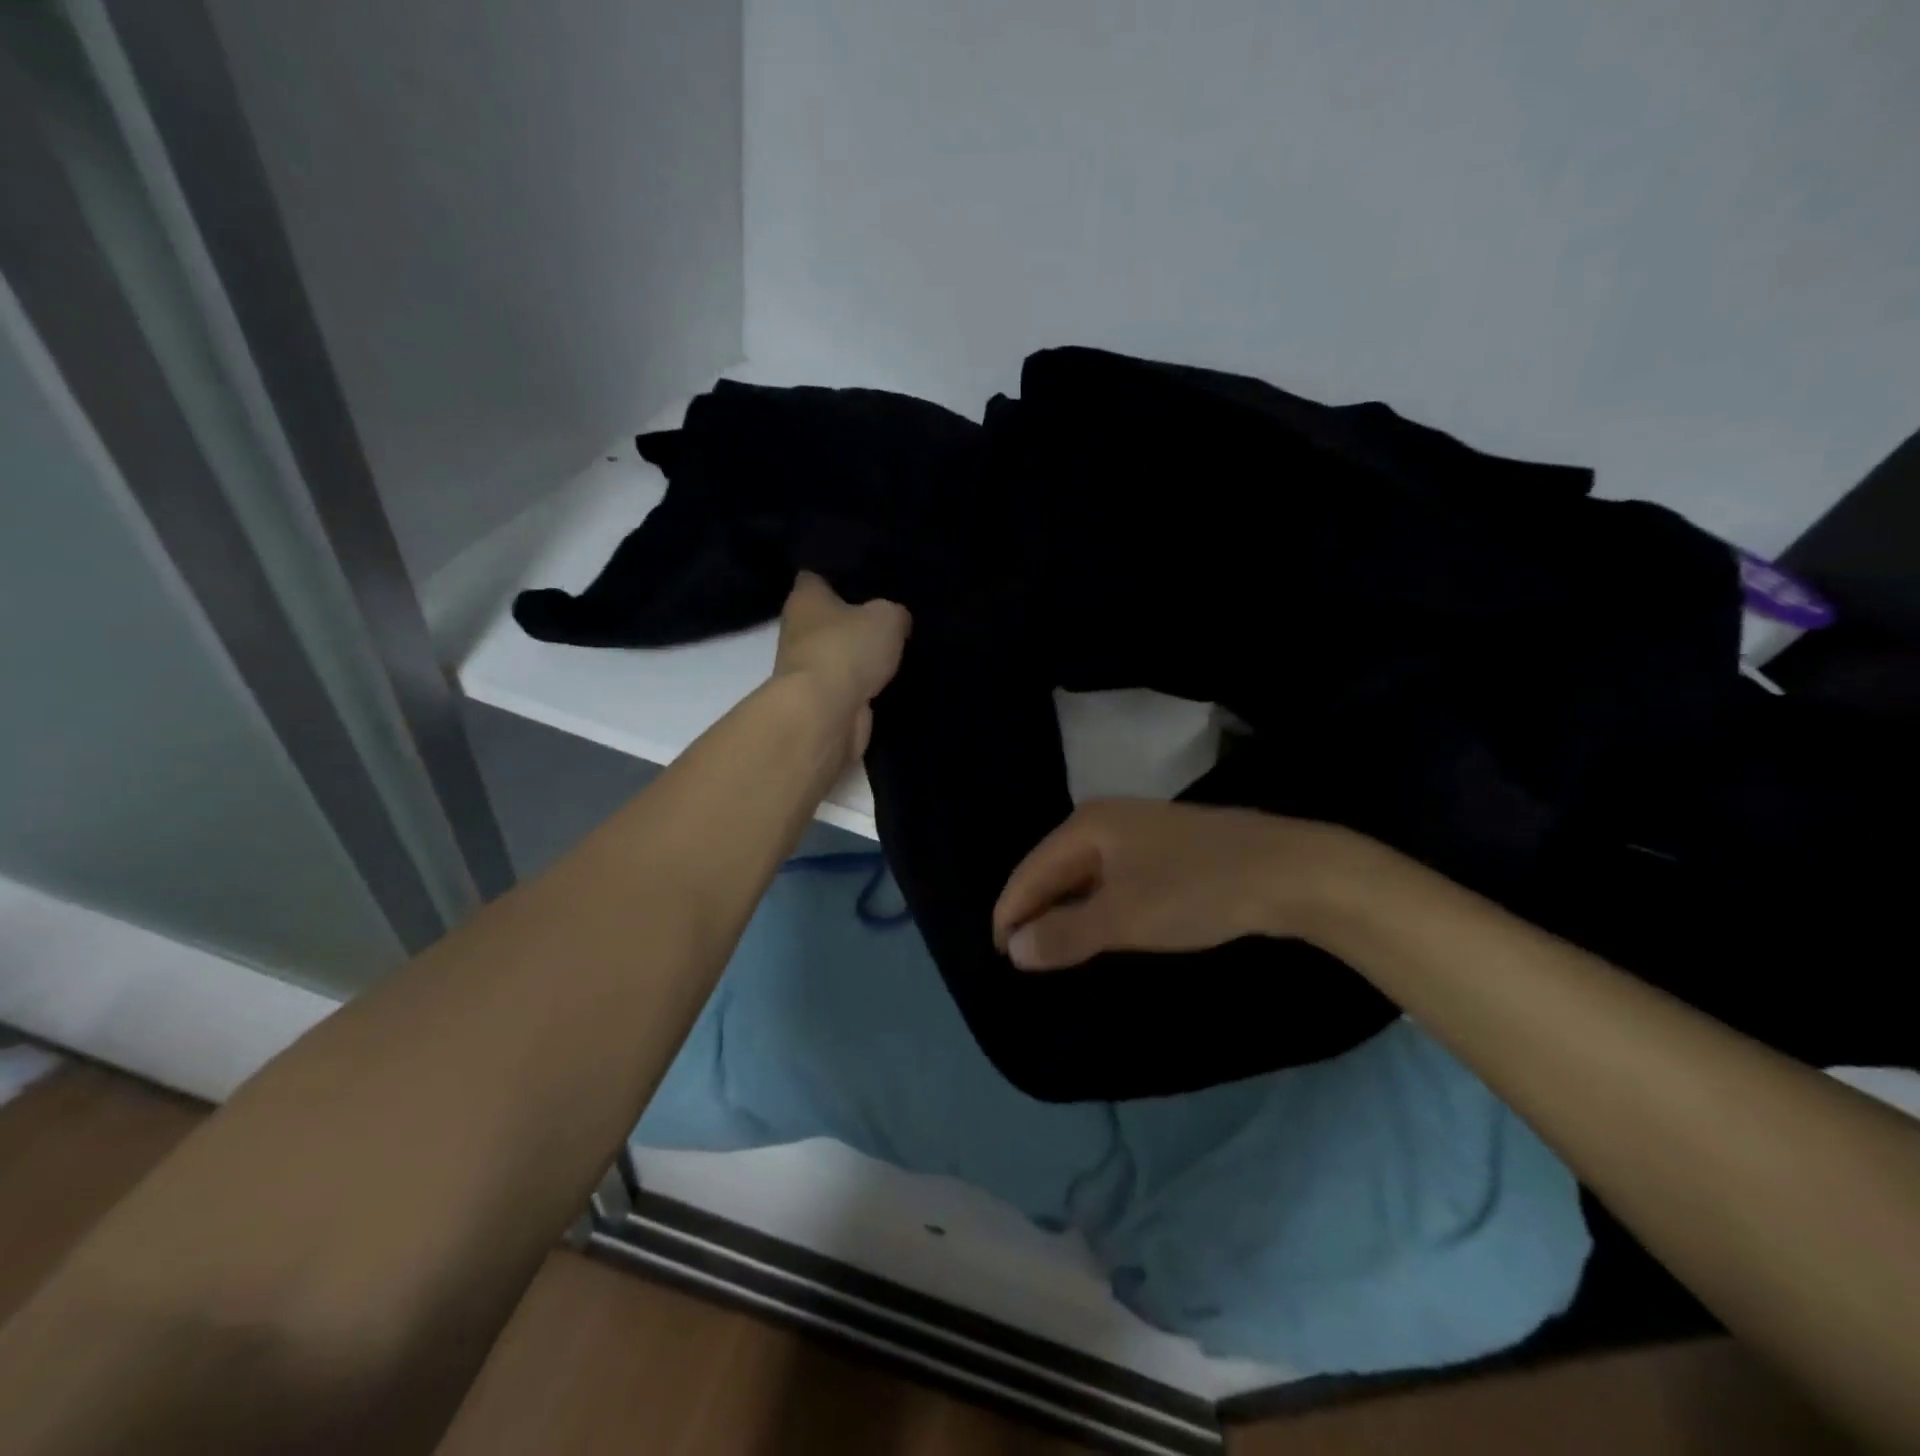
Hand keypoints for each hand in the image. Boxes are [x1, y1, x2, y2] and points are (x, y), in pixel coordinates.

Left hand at [773, 572, 910, 761]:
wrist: (825, 713)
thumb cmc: (847, 650)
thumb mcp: (886, 617)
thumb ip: (894, 613)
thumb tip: (897, 620)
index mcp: (805, 597)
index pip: (819, 575)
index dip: (843, 575)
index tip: (871, 578)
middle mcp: (798, 629)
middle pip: (830, 617)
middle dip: (856, 618)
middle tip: (893, 615)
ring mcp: (807, 667)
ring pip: (840, 652)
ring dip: (862, 655)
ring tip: (899, 648)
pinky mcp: (821, 699)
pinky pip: (848, 683)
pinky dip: (865, 684)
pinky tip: (892, 679)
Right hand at [991, 799, 1357, 970]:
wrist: (1288, 870)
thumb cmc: (1195, 890)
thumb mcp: (1124, 918)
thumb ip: (1065, 934)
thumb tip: (1016, 949)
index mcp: (1086, 827)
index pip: (1029, 872)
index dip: (1010, 914)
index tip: (999, 958)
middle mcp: (1105, 821)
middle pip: (1053, 869)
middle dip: (1036, 912)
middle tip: (1023, 960)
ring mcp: (1137, 832)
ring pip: (1085, 875)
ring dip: (1067, 911)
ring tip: (1054, 949)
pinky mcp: (1164, 850)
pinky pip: (1112, 878)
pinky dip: (1098, 906)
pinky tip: (1101, 928)